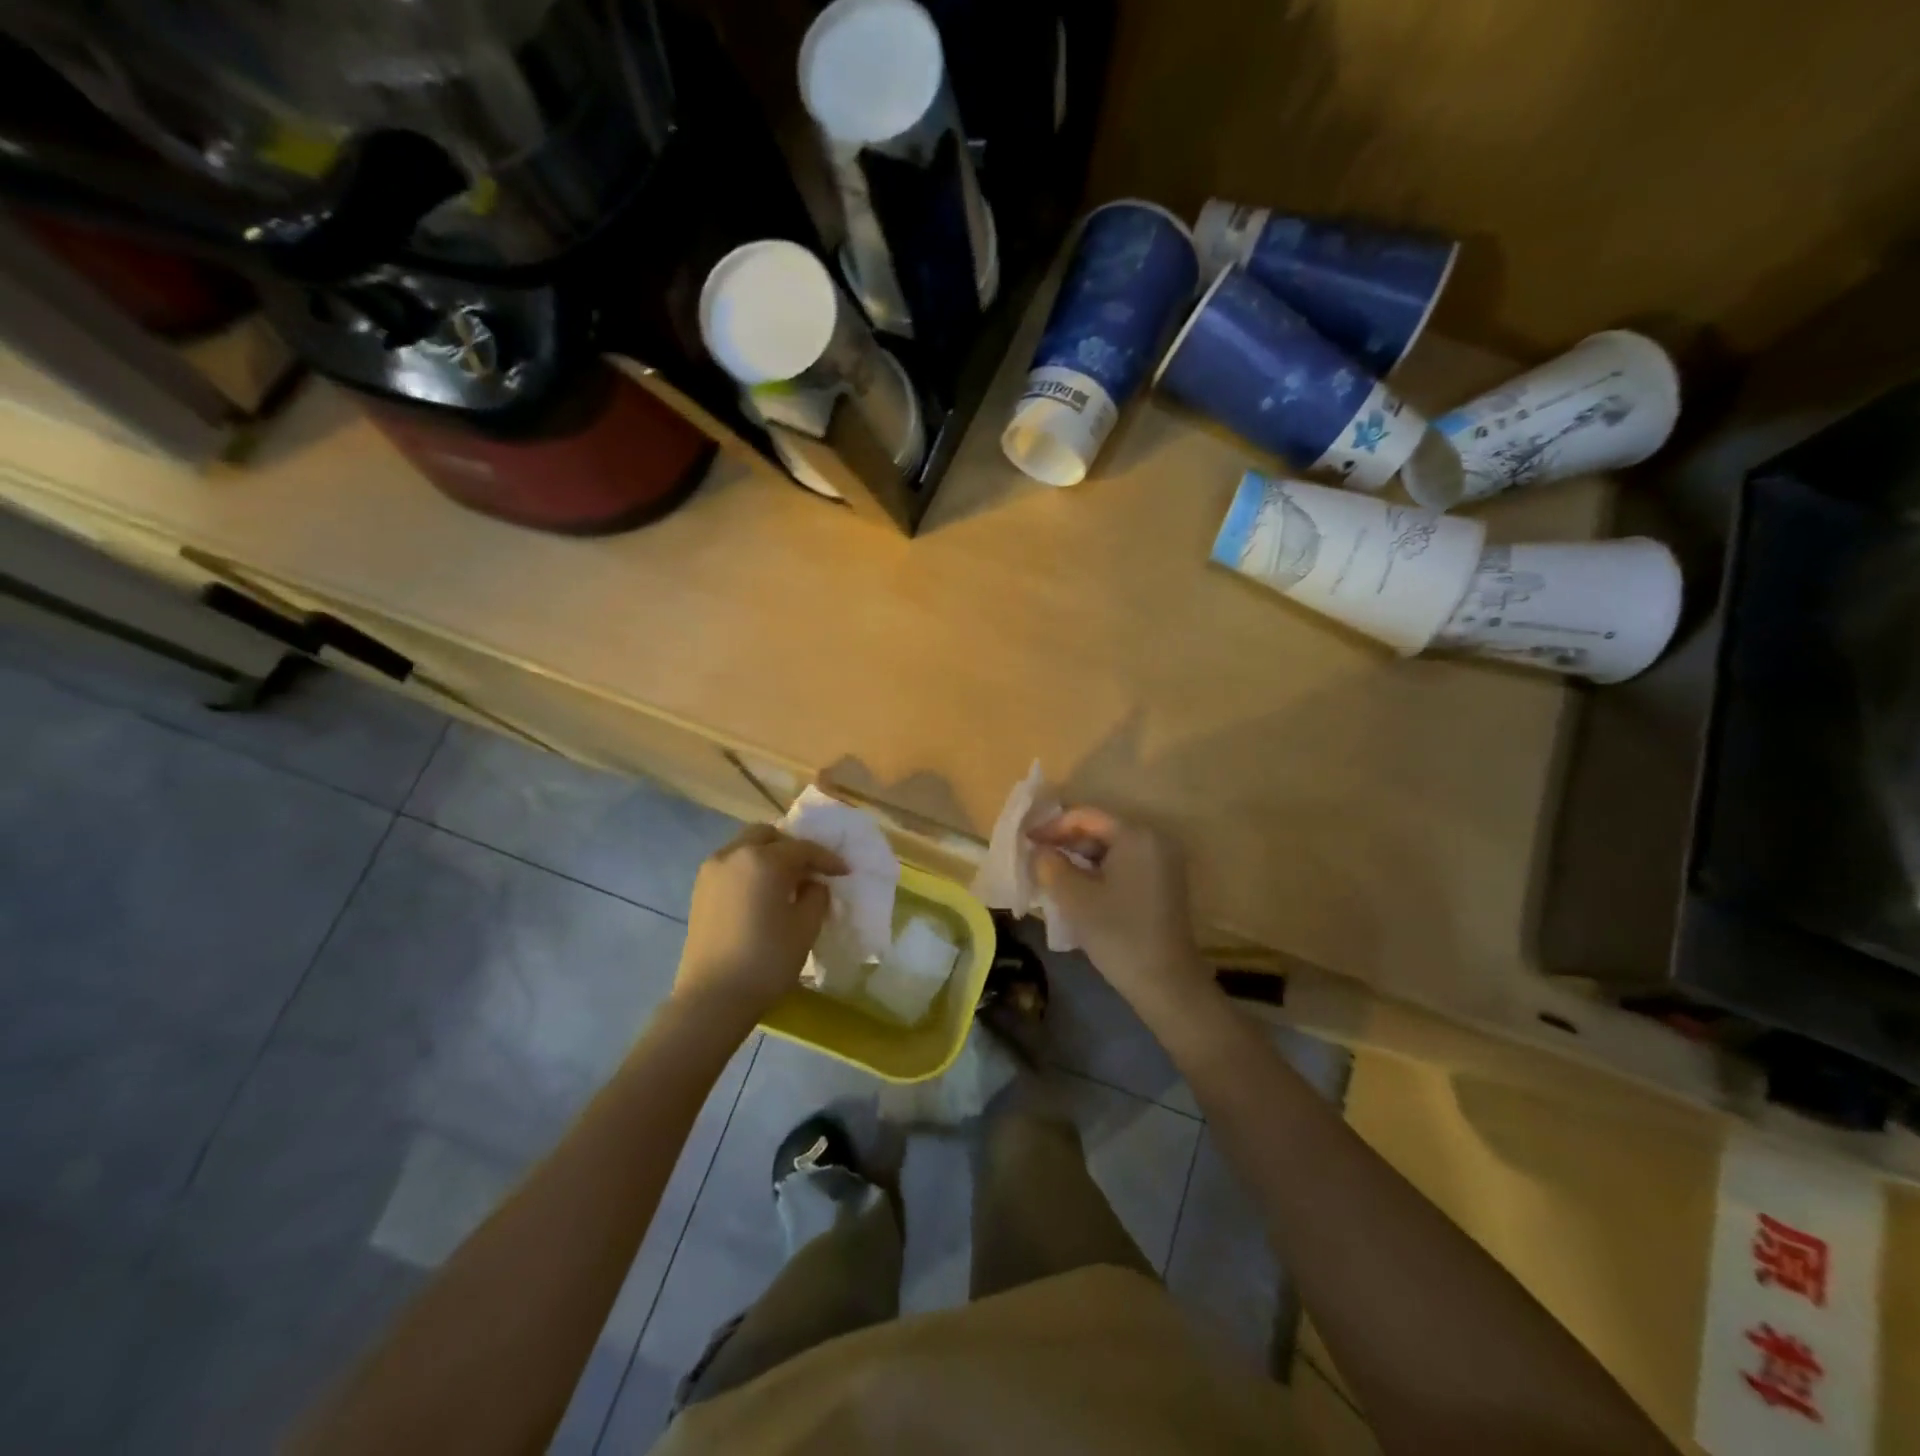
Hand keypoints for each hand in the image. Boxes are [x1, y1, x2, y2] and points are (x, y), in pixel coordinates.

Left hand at [674, 825, 846, 1028]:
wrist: (712, 998)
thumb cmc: (767, 959)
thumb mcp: (805, 927)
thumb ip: (816, 896)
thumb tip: (812, 884)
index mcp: (764, 859)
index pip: (803, 848)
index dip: (827, 859)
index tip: (844, 872)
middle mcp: (733, 854)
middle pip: (768, 836)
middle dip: (792, 847)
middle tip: (810, 869)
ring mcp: (711, 871)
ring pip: (745, 847)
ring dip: (768, 856)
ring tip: (786, 882)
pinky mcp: (699, 891)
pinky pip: (731, 866)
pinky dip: (749, 870)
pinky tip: (762, 894)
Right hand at [1030, 809, 1213, 1021]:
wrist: (1166, 984)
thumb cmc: (1119, 934)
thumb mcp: (1075, 897)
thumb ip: (1050, 865)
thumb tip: (1038, 850)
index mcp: (1136, 835)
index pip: (1086, 817)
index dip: (1052, 826)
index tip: (1025, 841)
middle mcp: (1154, 840)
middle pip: (1100, 830)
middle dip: (1064, 843)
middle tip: (1034, 858)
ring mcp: (1161, 863)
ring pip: (1109, 850)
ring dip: (1078, 859)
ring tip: (1048, 873)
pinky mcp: (1162, 884)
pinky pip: (1122, 866)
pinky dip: (1096, 872)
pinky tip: (1074, 888)